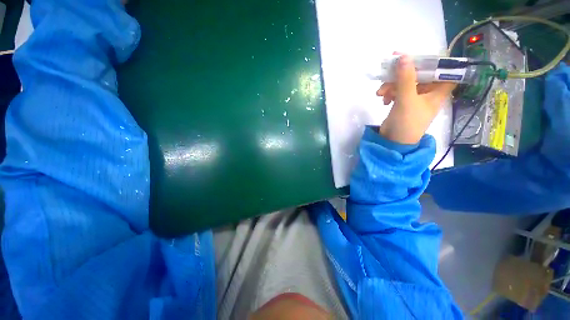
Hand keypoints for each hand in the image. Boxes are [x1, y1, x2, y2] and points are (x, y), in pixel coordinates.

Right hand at [376, 55, 455, 144]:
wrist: (393, 142)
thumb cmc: (407, 123)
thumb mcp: (407, 100)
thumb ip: (406, 78)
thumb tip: (404, 56)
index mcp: (438, 91)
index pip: (443, 69)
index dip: (434, 60)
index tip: (418, 55)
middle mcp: (428, 93)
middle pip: (419, 74)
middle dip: (403, 73)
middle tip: (389, 67)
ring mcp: (414, 98)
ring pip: (405, 82)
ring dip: (391, 85)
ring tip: (380, 93)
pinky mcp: (402, 103)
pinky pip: (397, 91)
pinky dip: (389, 93)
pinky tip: (383, 99)